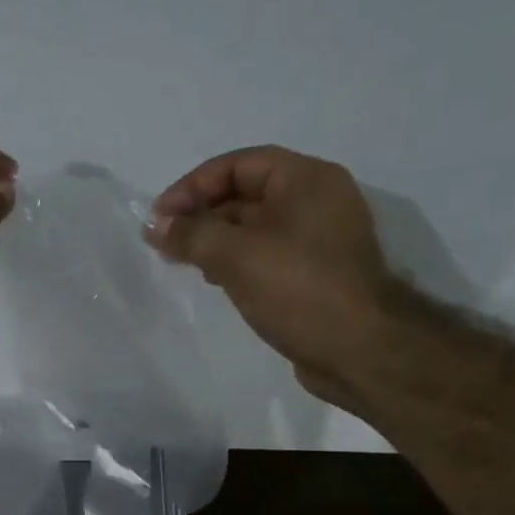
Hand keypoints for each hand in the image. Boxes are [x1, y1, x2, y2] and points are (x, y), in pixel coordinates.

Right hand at [147, 146, 400, 406]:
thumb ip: (191, 235)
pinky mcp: (314, 275)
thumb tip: (155, 226)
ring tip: (183, 262)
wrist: (359, 350)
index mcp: (307, 180)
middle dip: (202, 214)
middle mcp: (316, 202)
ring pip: (254, 228)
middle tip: (165, 242)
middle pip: (247, 193)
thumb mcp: (236, 256)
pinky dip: (236, 261)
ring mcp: (318, 240)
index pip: (239, 164)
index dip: (193, 186)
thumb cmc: (299, 290)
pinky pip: (266, 255)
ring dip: (215, 240)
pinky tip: (215, 280)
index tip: (159, 217)